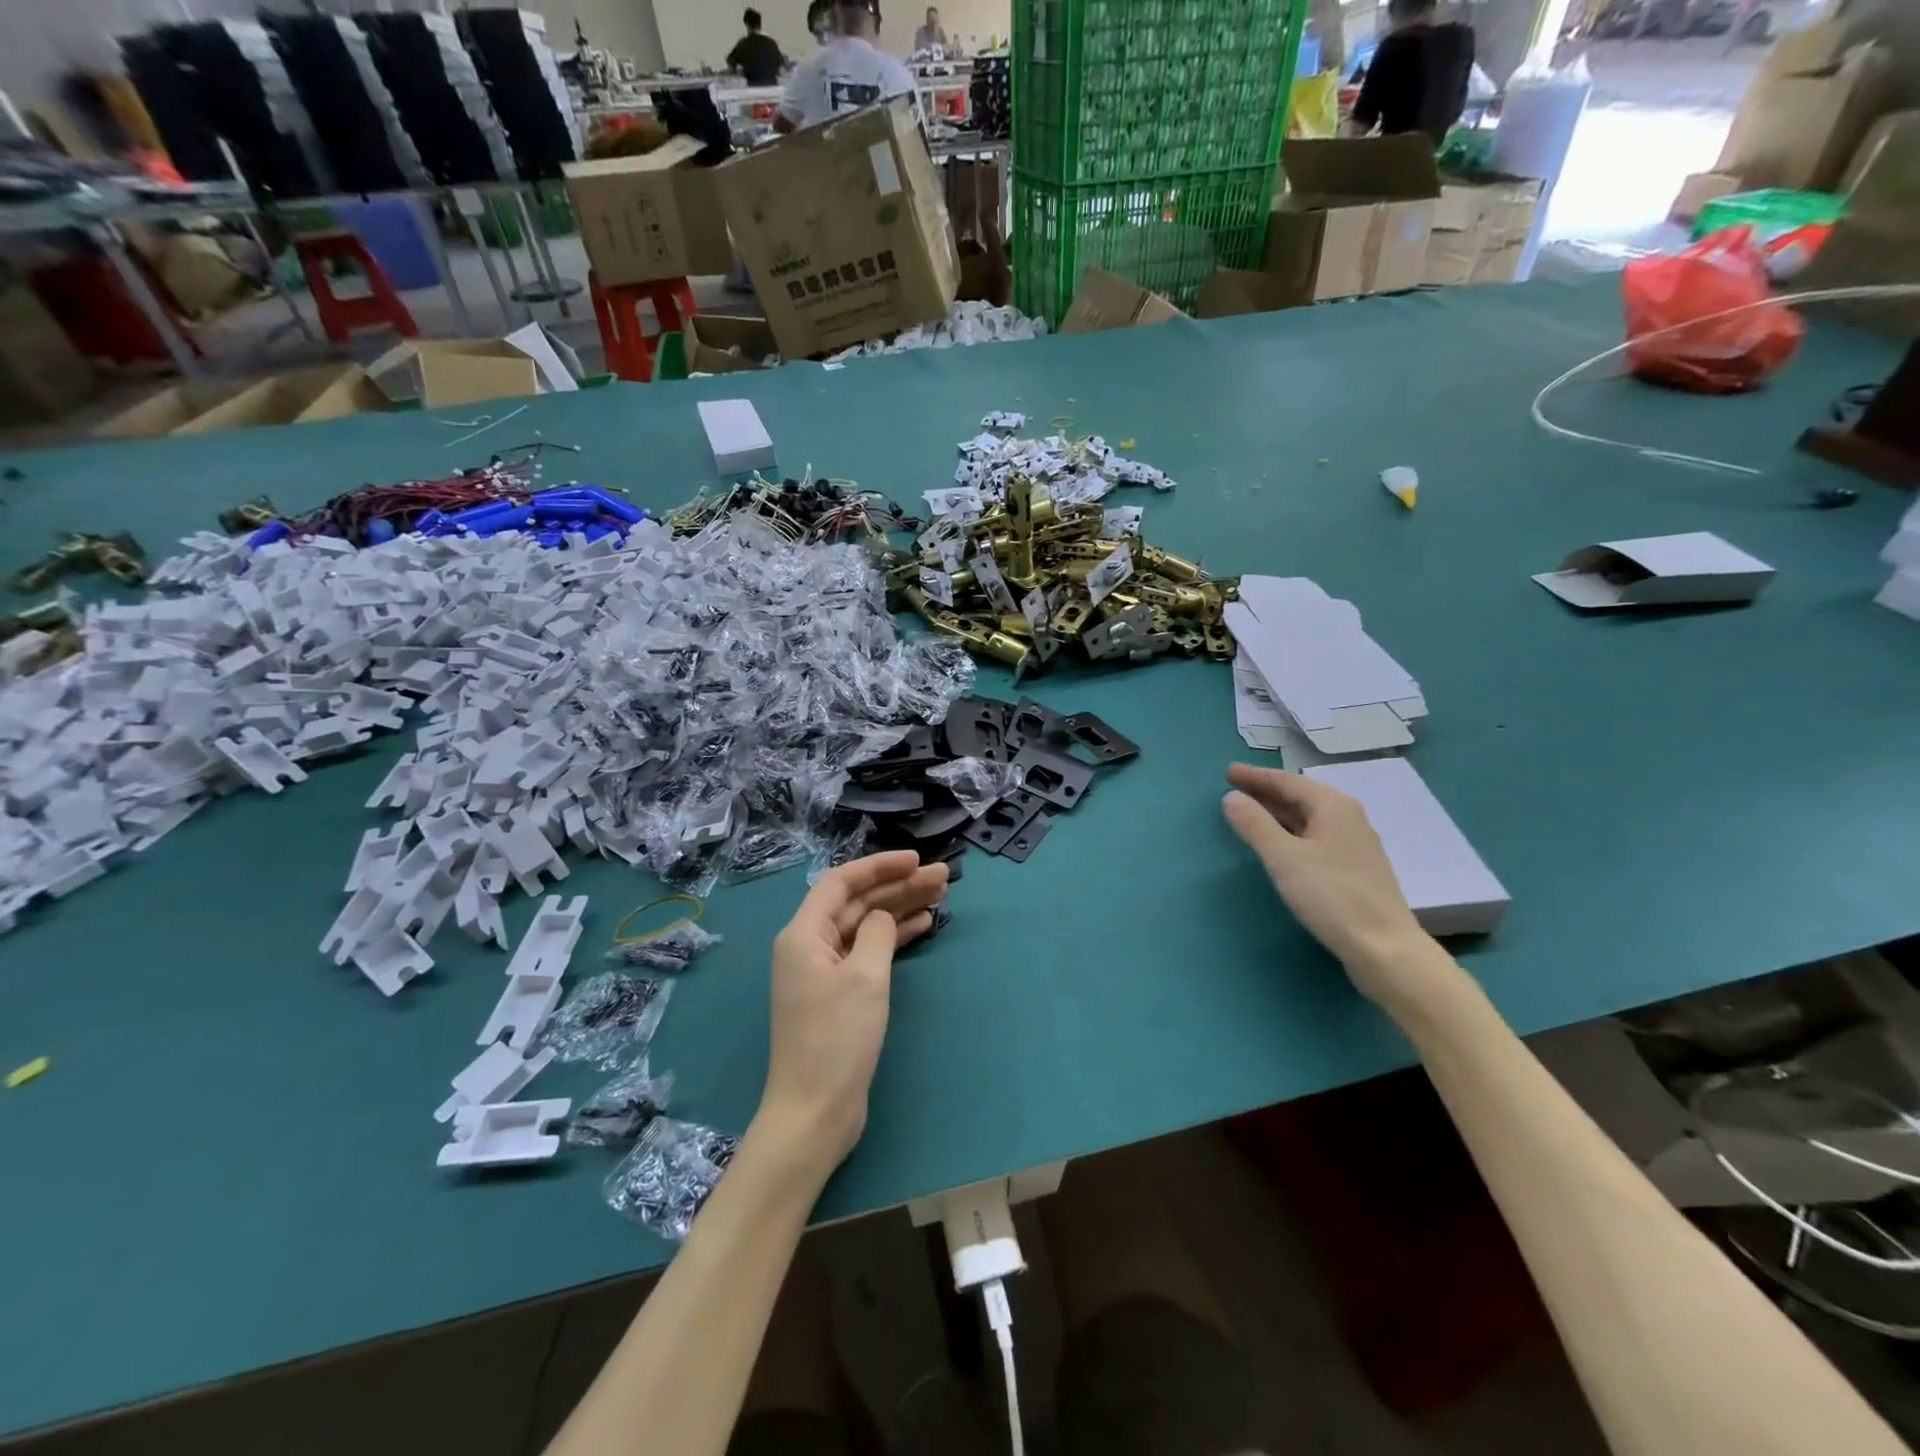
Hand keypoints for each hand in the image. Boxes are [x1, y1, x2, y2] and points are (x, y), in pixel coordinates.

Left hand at [759, 851, 948, 1177]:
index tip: (916, 859)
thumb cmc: (837, 1038)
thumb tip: (884, 917)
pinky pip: (868, 952)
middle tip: (943, 878)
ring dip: (899, 909)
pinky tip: (922, 926)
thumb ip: (878, 933)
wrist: (815, 1112)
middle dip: (898, 886)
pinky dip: (894, 939)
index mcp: (803, 934)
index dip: (879, 866)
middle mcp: (809, 946)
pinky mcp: (839, 996)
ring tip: (940, 896)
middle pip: (858, 903)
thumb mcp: (864, 977)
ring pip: (866, 927)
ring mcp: (824, 972)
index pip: (841, 882)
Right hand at [1221, 764, 1443, 1007]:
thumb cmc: (1332, 897)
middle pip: (1300, 796)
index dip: (1255, 777)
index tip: (1227, 772)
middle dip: (1266, 792)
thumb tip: (1231, 797)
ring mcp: (1355, 844)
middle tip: (1234, 790)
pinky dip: (1292, 831)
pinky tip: (1281, 844)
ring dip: (1278, 812)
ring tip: (1250, 813)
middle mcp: (1348, 817)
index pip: (1287, 781)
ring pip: (1308, 817)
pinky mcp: (1355, 868)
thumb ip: (1255, 825)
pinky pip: (1315, 836)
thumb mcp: (1284, 858)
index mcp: (1333, 806)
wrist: (1385, 948)